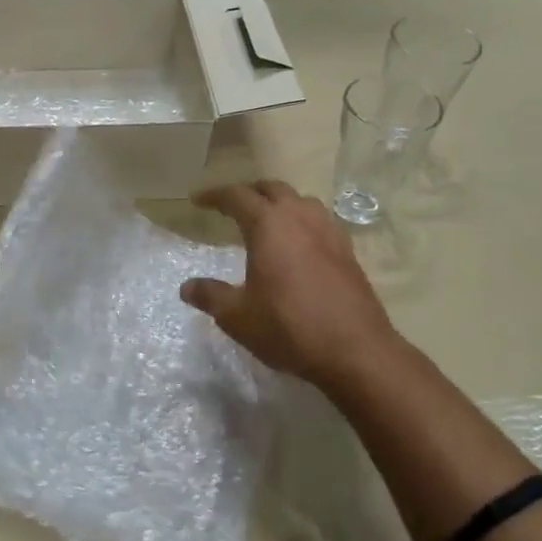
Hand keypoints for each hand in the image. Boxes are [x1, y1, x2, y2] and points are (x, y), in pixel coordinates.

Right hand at [181, 180, 400, 391]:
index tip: (197, 200)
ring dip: (280, 203)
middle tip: (231, 206)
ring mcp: (329, 232)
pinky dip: (302, 223)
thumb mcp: (237, 316)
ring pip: (301, 201)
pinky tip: (299, 245)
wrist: (354, 350)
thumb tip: (187, 287)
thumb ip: (210, 296)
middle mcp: (300, 218)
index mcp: (269, 225)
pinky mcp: (348, 252)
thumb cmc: (287, 327)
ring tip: (266, 221)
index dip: (214, 195)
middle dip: (249, 192)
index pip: (237, 196)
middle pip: (272, 189)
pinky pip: (320, 222)